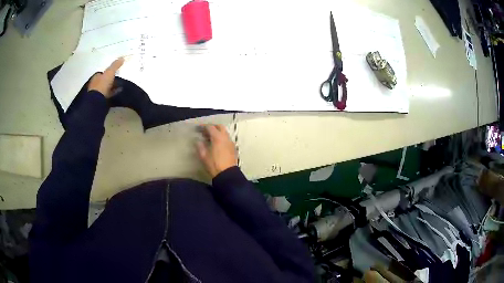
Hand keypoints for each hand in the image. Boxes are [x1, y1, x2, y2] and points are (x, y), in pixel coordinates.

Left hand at [88, 58, 124, 97]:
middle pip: (103, 81)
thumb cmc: (102, 85)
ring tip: (118, 88)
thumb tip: (122, 58)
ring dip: (110, 88)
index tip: (114, 73)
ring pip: (104, 89)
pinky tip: (116, 94)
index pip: (102, 73)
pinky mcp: (99, 100)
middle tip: (117, 81)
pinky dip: (111, 94)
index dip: (107, 73)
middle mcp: (95, 84)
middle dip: (109, 81)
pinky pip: (106, 96)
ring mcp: (96, 93)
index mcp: (96, 77)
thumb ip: (115, 65)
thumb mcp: (110, 72)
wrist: (97, 101)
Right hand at [196, 124, 237, 177]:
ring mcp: (231, 142)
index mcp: (218, 137)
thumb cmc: (214, 164)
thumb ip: (200, 146)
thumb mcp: (204, 156)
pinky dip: (221, 138)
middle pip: (219, 127)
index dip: (203, 126)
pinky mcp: (233, 148)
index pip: (210, 127)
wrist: (227, 174)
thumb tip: (198, 141)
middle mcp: (226, 137)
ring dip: (217, 132)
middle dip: (212, 127)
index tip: (198, 128)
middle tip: (205, 131)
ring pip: (224, 132)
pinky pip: (227, 138)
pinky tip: (217, 144)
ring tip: (210, 138)